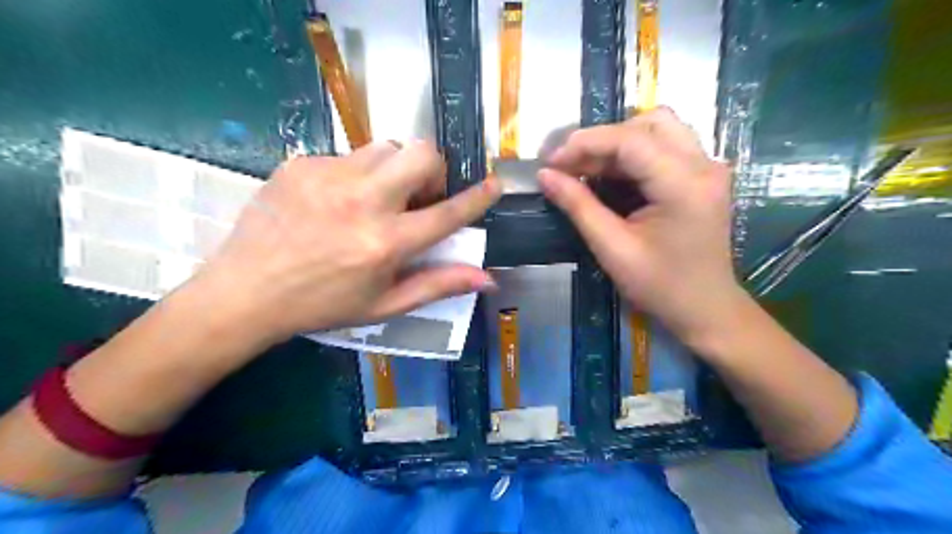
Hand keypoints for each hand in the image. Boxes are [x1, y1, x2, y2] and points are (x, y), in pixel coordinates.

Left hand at [194, 139, 504, 344]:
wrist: (245, 291)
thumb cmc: (321, 305)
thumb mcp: (384, 304)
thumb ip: (438, 285)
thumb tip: (487, 277)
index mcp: (386, 242)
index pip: (447, 213)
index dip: (478, 198)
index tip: (495, 184)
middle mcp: (363, 201)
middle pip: (422, 153)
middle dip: (433, 170)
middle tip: (418, 195)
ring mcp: (329, 176)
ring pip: (386, 147)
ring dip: (395, 169)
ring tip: (376, 197)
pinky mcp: (302, 163)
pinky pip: (348, 155)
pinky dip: (356, 174)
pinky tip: (336, 201)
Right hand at [538, 107, 739, 345]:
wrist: (705, 309)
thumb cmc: (660, 287)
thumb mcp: (612, 249)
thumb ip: (578, 206)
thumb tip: (544, 175)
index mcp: (684, 184)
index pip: (629, 140)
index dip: (584, 143)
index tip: (550, 162)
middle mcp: (703, 164)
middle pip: (647, 123)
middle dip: (601, 140)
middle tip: (569, 165)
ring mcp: (707, 168)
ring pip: (657, 128)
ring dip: (617, 143)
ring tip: (586, 168)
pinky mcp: (702, 176)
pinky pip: (664, 146)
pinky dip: (631, 155)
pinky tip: (609, 176)